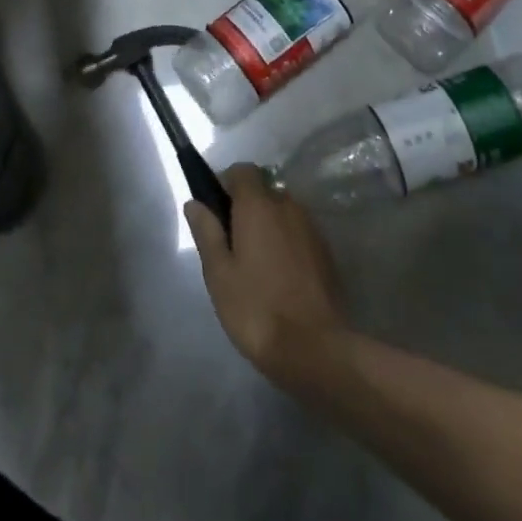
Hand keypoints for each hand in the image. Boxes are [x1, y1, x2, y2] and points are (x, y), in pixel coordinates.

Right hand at [187, 165, 346, 381]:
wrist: (316, 350)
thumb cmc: (257, 308)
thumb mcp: (219, 274)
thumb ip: (206, 232)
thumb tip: (195, 203)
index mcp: (258, 205)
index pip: (242, 170)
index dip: (226, 183)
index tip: (216, 212)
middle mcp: (287, 206)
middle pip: (263, 190)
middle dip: (247, 207)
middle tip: (232, 245)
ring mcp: (311, 229)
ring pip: (283, 212)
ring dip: (268, 226)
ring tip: (256, 265)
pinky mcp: (327, 253)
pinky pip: (299, 233)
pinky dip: (287, 243)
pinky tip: (280, 278)